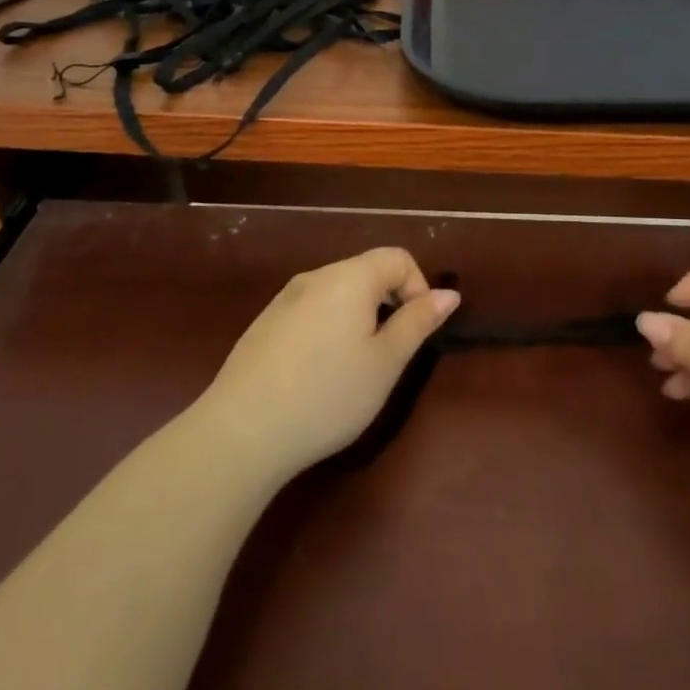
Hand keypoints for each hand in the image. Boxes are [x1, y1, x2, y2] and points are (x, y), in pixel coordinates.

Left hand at [198, 248, 459, 482]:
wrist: (241, 432)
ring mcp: (284, 299)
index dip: (418, 287)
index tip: (415, 330)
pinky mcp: (263, 324)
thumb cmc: (327, 395)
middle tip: (387, 355)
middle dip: (387, 304)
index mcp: (349, 278)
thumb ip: (418, 322)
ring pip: (337, 293)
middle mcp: (315, 277)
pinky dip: (327, 329)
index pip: (397, 258)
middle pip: (366, 272)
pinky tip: (316, 374)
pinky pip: (310, 311)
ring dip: (357, 318)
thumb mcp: (386, 363)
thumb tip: (449, 293)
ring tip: (353, 368)